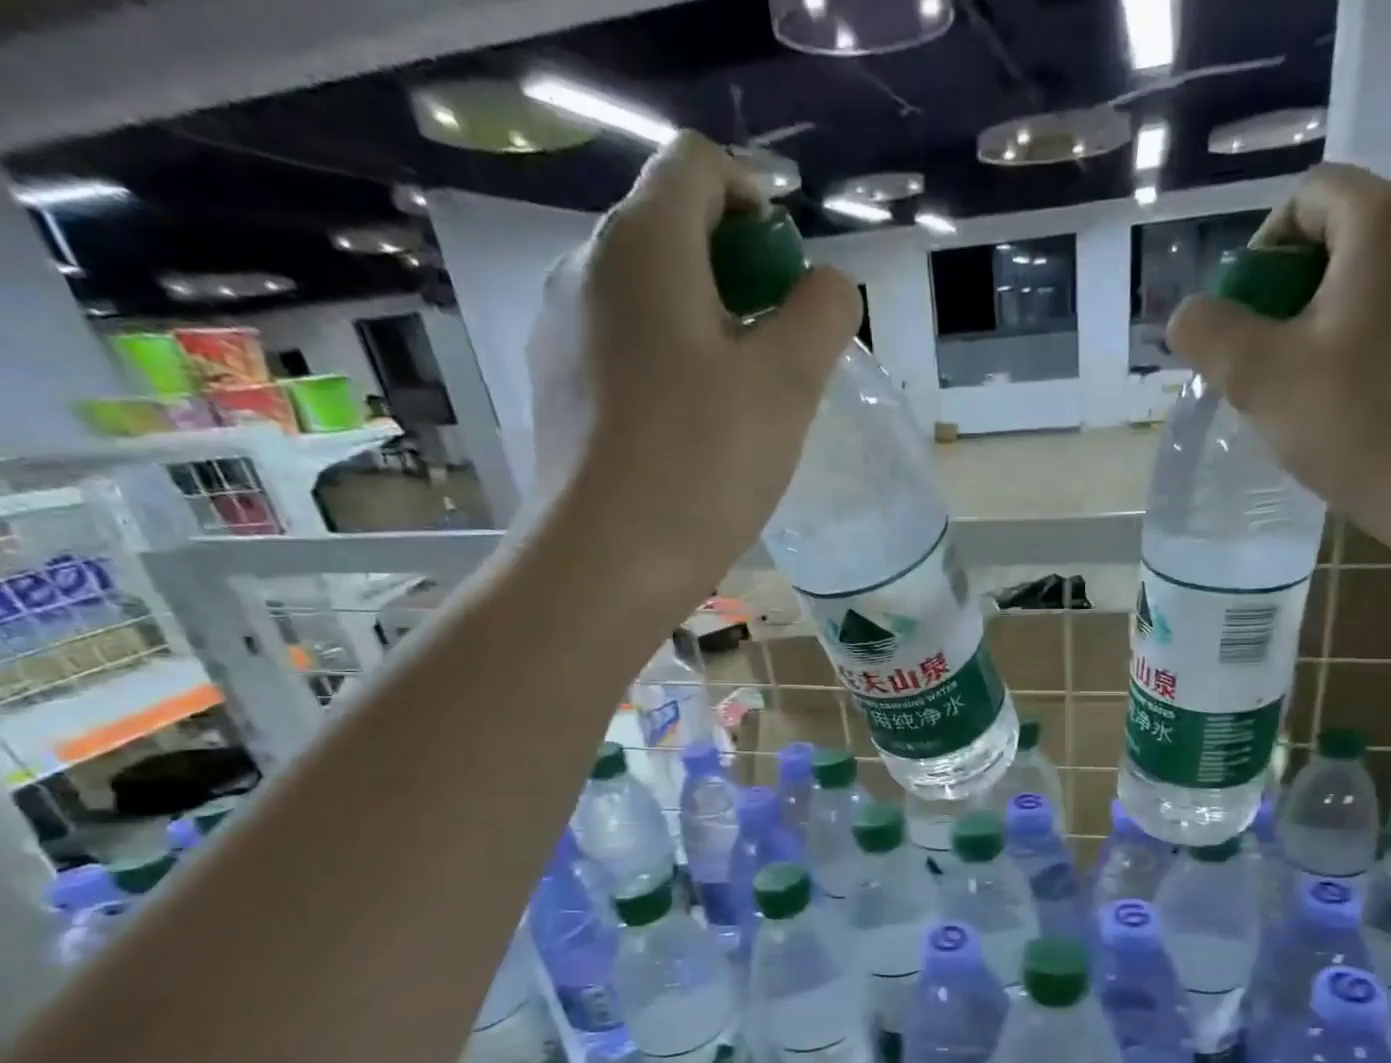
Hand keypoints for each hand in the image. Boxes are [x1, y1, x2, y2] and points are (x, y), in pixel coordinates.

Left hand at [528, 132, 860, 593]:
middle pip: (672, 229)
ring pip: (650, 295)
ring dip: (707, 324)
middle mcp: (586, 267)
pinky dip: (670, 362)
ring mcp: (562, 330)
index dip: (757, 202)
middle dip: (739, 273)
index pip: (698, 166)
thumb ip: (822, 313)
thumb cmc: (704, 462)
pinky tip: (694, 429)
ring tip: (744, 400)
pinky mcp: (559, 387)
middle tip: (781, 350)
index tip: (791, 279)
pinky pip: (625, 346)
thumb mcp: (789, 383)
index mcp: (643, 244)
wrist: (608, 561)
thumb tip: (825, 285)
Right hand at [1168, 162, 1390, 523]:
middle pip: (1358, 233)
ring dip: (1357, 312)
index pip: (1312, 196)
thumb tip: (1189, 315)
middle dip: (1306, 287)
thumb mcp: (1257, 378)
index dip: (1265, 248)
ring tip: (1335, 382)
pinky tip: (1387, 395)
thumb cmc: (1355, 424)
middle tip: (1280, 356)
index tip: (1248, 312)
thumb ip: (1209, 332)